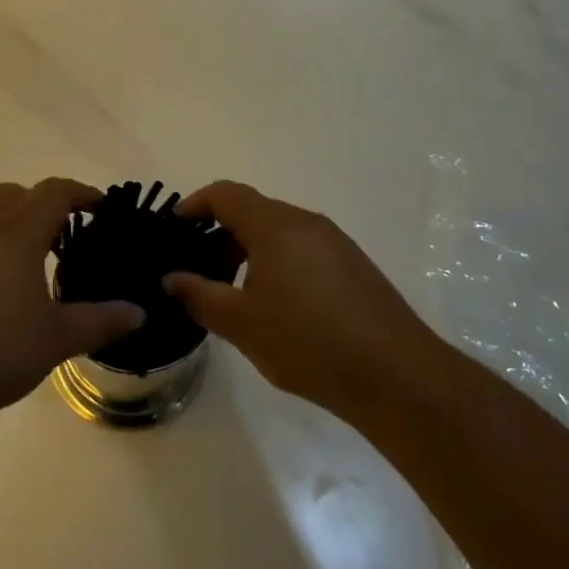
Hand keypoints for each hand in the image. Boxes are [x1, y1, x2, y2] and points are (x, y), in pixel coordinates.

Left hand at [0, 179, 144, 435]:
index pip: (53, 192)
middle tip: (63, 238)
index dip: (82, 193)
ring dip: (9, 229)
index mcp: (14, 235)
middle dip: (41, 205)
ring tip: (28, 271)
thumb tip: (138, 312)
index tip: (101, 208)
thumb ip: (101, 321)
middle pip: (13, 194)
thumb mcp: (56, 340)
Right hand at [163, 181, 437, 418]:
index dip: (195, 204)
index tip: (174, 228)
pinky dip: (277, 263)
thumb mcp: (241, 323)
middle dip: (220, 233)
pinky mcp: (353, 266)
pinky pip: (303, 250)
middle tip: (198, 269)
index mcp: (276, 226)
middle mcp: (307, 223)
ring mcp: (335, 243)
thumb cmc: (307, 341)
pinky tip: (275, 306)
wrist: (396, 374)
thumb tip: (172, 278)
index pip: (226, 194)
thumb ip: (199, 295)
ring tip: (233, 292)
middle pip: (254, 211)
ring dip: (249, 251)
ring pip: (279, 233)